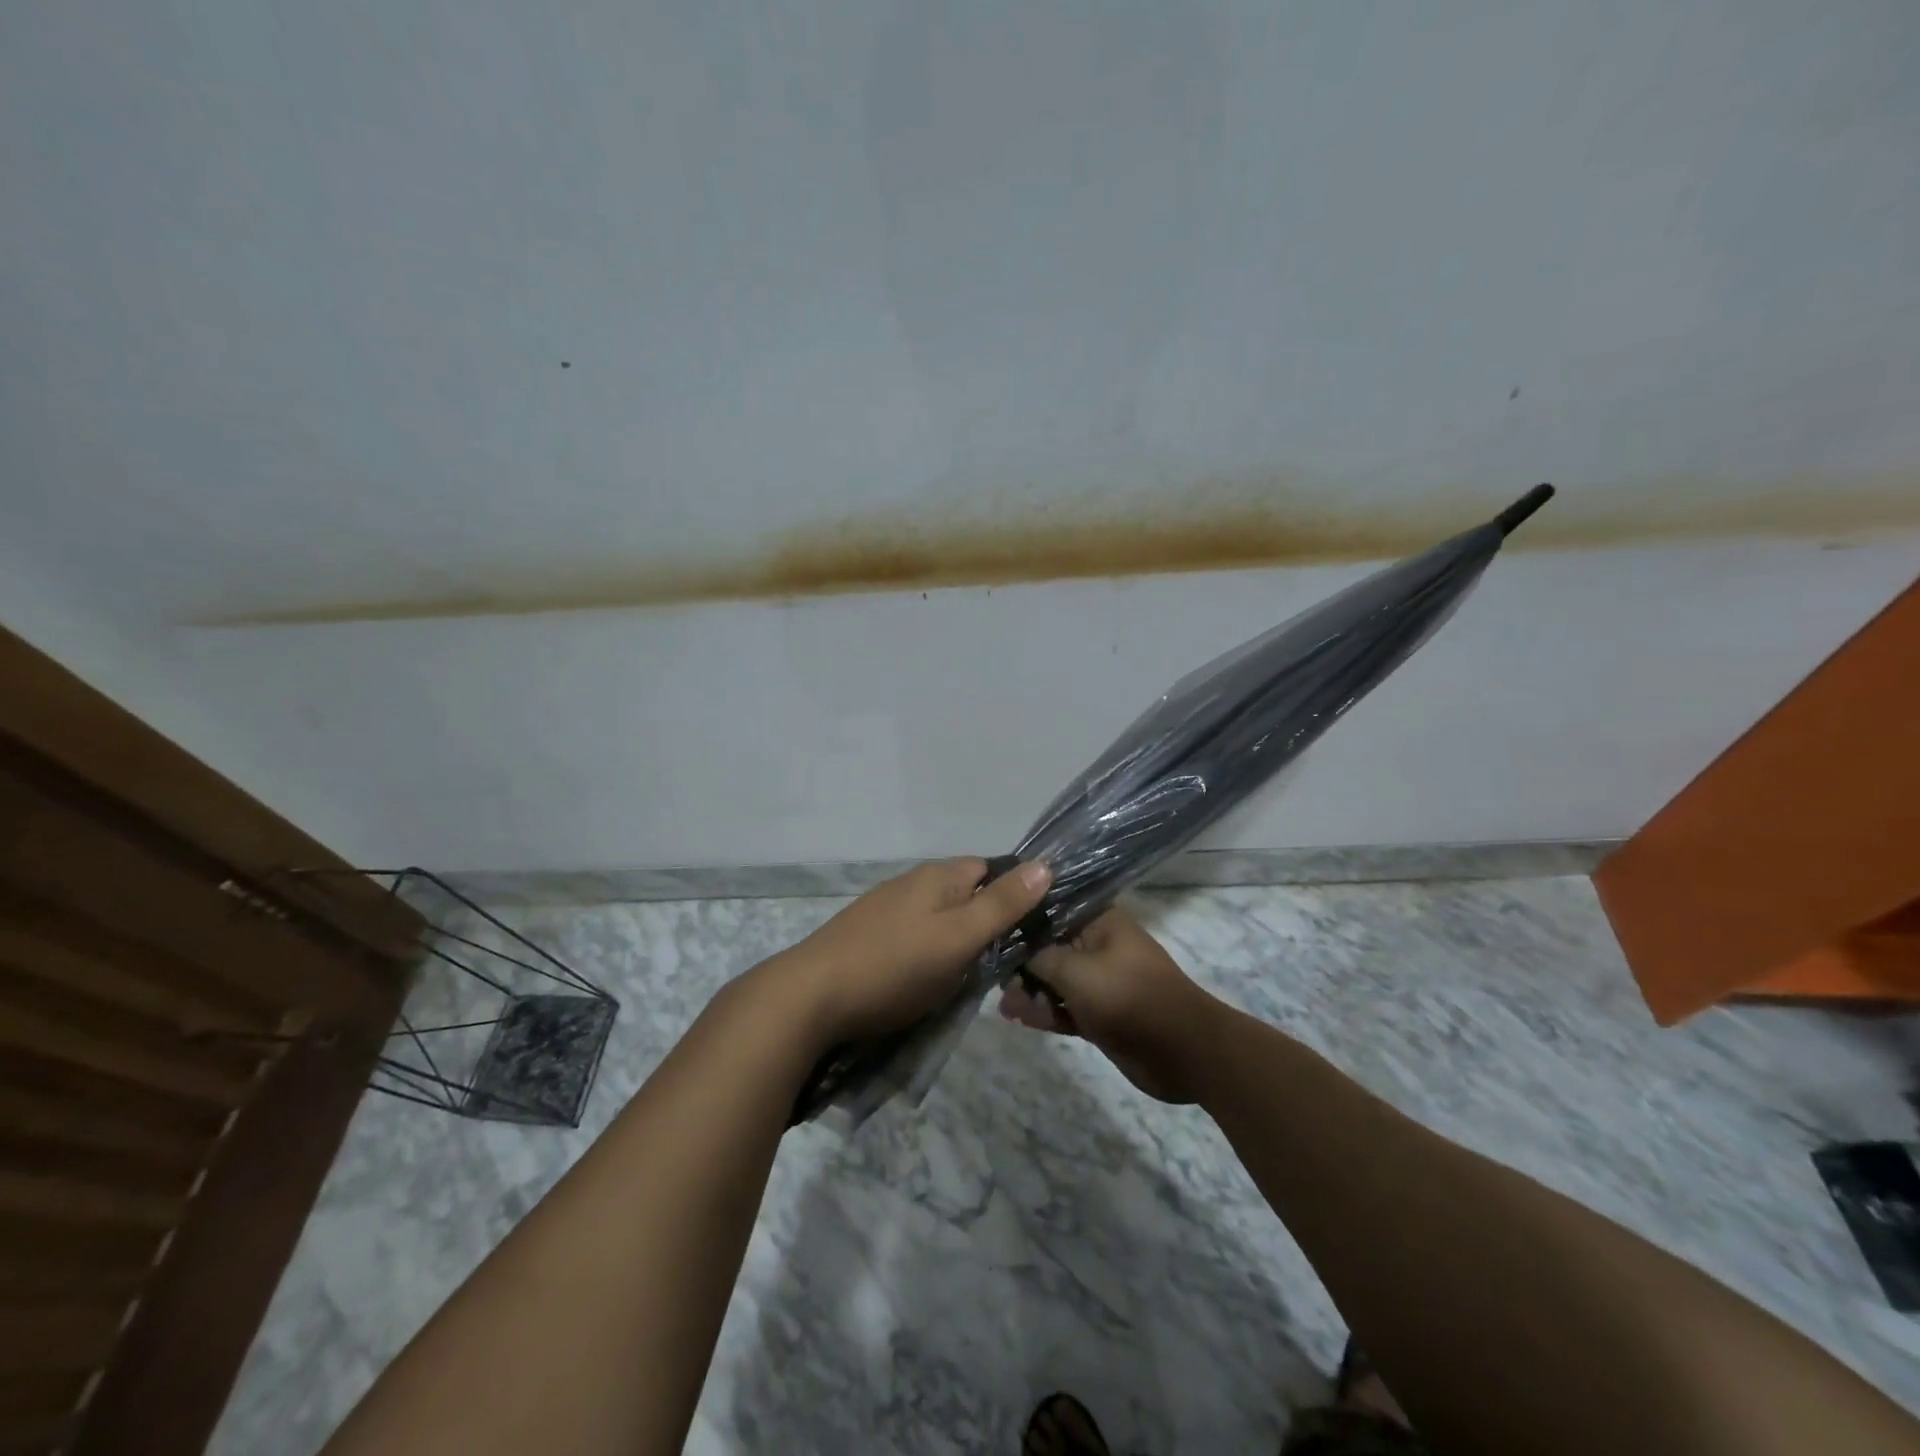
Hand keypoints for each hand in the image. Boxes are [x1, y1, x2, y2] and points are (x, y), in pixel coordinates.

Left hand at [773, 858, 1052, 1047]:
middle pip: (963, 893)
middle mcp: (911, 882)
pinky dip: (925, 953)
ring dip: (954, 941)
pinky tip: (920, 980)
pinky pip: (911, 936)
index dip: (1013, 894)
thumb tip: (1045, 864)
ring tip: (962, 978)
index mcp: (938, 876)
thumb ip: (1002, 904)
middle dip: (984, 922)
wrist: (810, 997)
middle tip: (998, 963)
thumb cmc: (895, 966)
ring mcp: (884, 908)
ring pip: (937, 917)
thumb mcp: (959, 938)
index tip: (1029, 930)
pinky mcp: (865, 936)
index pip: (990, 868)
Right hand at [997, 904, 1219, 1103]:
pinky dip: (1043, 1012)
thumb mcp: (1076, 970)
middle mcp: (1097, 945)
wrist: (1183, 1051)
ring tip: (1001, 1002)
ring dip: (1028, 990)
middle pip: (1049, 945)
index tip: (990, 922)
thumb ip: (1040, 957)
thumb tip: (1014, 949)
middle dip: (1020, 958)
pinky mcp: (1099, 1014)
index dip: (1021, 914)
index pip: (1052, 907)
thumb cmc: (1129, 996)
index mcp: (1100, 921)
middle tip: (991, 972)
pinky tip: (1016, 1017)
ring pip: (1053, 980)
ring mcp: (1099, 982)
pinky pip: (1063, 1008)